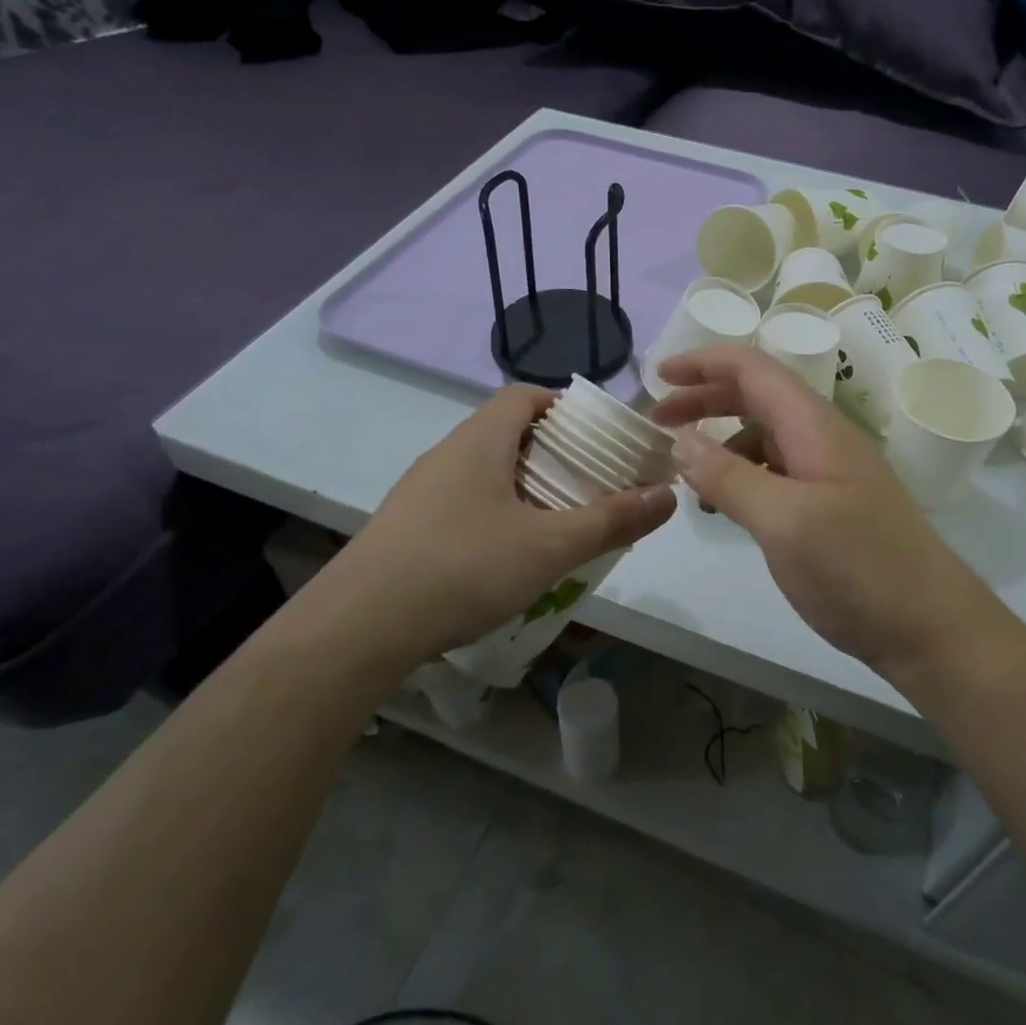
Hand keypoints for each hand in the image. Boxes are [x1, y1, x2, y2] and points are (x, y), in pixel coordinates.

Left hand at [315, 387, 676, 666]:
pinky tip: (508, 557)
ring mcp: (421, 492)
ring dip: (525, 487)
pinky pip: (463, 504)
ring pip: (485, 471)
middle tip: (590, 484)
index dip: (564, 406)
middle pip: (507, 432)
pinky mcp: (406, 528)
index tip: (598, 437)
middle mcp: (447, 454)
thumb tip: (668, 494)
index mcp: (480, 441)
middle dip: (554, 453)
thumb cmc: (461, 568)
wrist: (357, 629)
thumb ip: (612, 520)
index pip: (524, 395)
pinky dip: (496, 514)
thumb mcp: (549, 546)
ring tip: (559, 522)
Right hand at [651, 348, 993, 677]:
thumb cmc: (858, 569)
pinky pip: (777, 472)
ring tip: (686, 471)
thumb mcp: (783, 522)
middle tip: (658, 421)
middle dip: (705, 399)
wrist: (932, 630)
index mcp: (814, 426)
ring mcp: (830, 473)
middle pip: (757, 396)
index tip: (658, 376)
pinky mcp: (832, 506)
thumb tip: (680, 440)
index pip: (754, 369)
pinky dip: (743, 476)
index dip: (704, 363)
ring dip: (722, 441)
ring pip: (765, 436)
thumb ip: (729, 477)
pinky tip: (726, 505)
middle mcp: (823, 438)